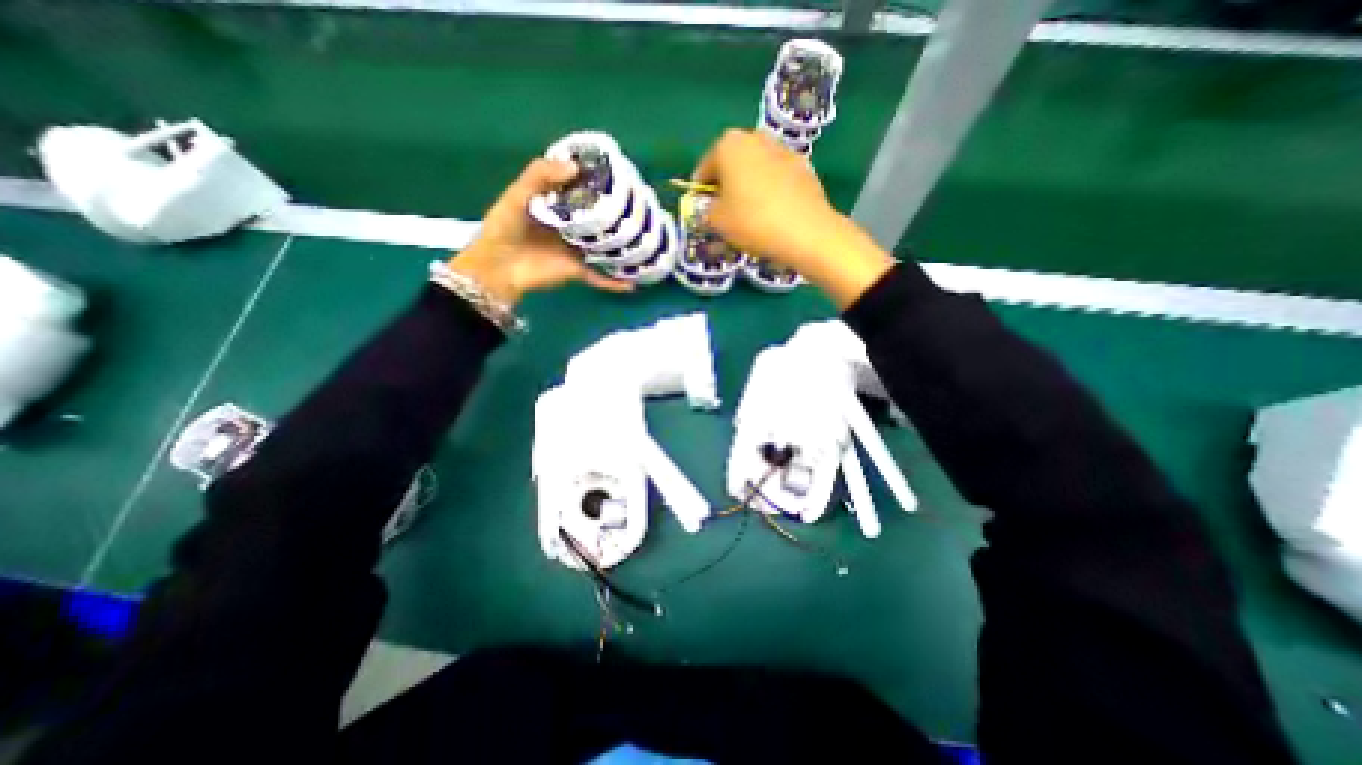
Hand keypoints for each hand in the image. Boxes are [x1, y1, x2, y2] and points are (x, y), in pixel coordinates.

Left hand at [451, 159, 635, 306]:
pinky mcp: (578, 271)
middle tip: (640, 206)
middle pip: (597, 219)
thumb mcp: (517, 194)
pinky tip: (633, 284)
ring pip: (604, 247)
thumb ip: (540, 175)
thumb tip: (576, 168)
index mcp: (556, 206)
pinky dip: (615, 283)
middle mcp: (570, 227)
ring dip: (621, 246)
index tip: (619, 176)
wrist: (498, 266)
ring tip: (646, 240)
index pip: (581, 192)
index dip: (597, 184)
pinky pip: (600, 277)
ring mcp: (576, 250)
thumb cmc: (504, 227)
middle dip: (616, 214)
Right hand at [693, 129, 896, 308]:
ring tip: (749, 215)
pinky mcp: (804, 167)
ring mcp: (783, 150)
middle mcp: (756, 138)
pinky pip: (776, 179)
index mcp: (729, 145)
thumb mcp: (716, 221)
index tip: (702, 211)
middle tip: (724, 212)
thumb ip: (705, 211)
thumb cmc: (752, 222)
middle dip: (726, 185)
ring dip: (749, 187)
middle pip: (732, 164)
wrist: (806, 232)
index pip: (705, 168)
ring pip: (756, 169)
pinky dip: (770, 192)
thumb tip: (710, 208)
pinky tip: (772, 215)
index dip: (701, 192)